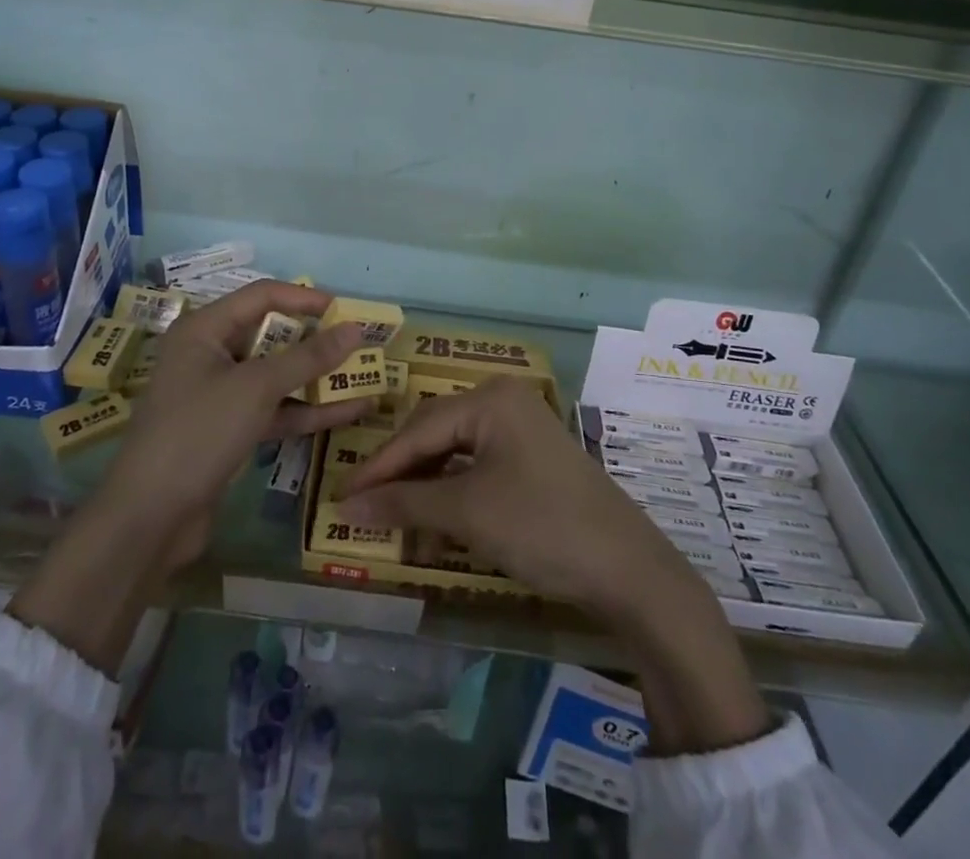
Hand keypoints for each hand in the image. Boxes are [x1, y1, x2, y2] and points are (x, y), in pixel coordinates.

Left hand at [106, 280, 373, 553]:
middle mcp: (211, 355)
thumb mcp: (257, 388)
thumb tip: (356, 329)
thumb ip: (308, 358)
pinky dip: (308, 410)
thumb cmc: (198, 432)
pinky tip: (351, 411)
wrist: (149, 519)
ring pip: (277, 376)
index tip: (345, 310)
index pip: (262, 296)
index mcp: (205, 330)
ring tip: (366, 375)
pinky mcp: (230, 431)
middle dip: (316, 341)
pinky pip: (275, 409)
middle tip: (360, 343)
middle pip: (272, 336)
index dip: (305, 299)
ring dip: (318, 378)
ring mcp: (221, 395)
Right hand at [337, 376, 688, 619]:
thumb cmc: (541, 525)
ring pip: (457, 453)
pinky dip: (455, 495)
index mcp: (490, 399)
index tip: (340, 497)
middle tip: (364, 508)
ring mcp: (522, 429)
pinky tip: (438, 525)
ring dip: (427, 489)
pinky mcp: (533, 459)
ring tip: (398, 523)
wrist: (628, 570)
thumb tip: (344, 507)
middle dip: (402, 475)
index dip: (378, 466)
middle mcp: (505, 401)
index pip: (418, 429)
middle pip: (436, 435)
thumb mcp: (467, 513)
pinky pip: (480, 467)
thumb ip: (404, 503)